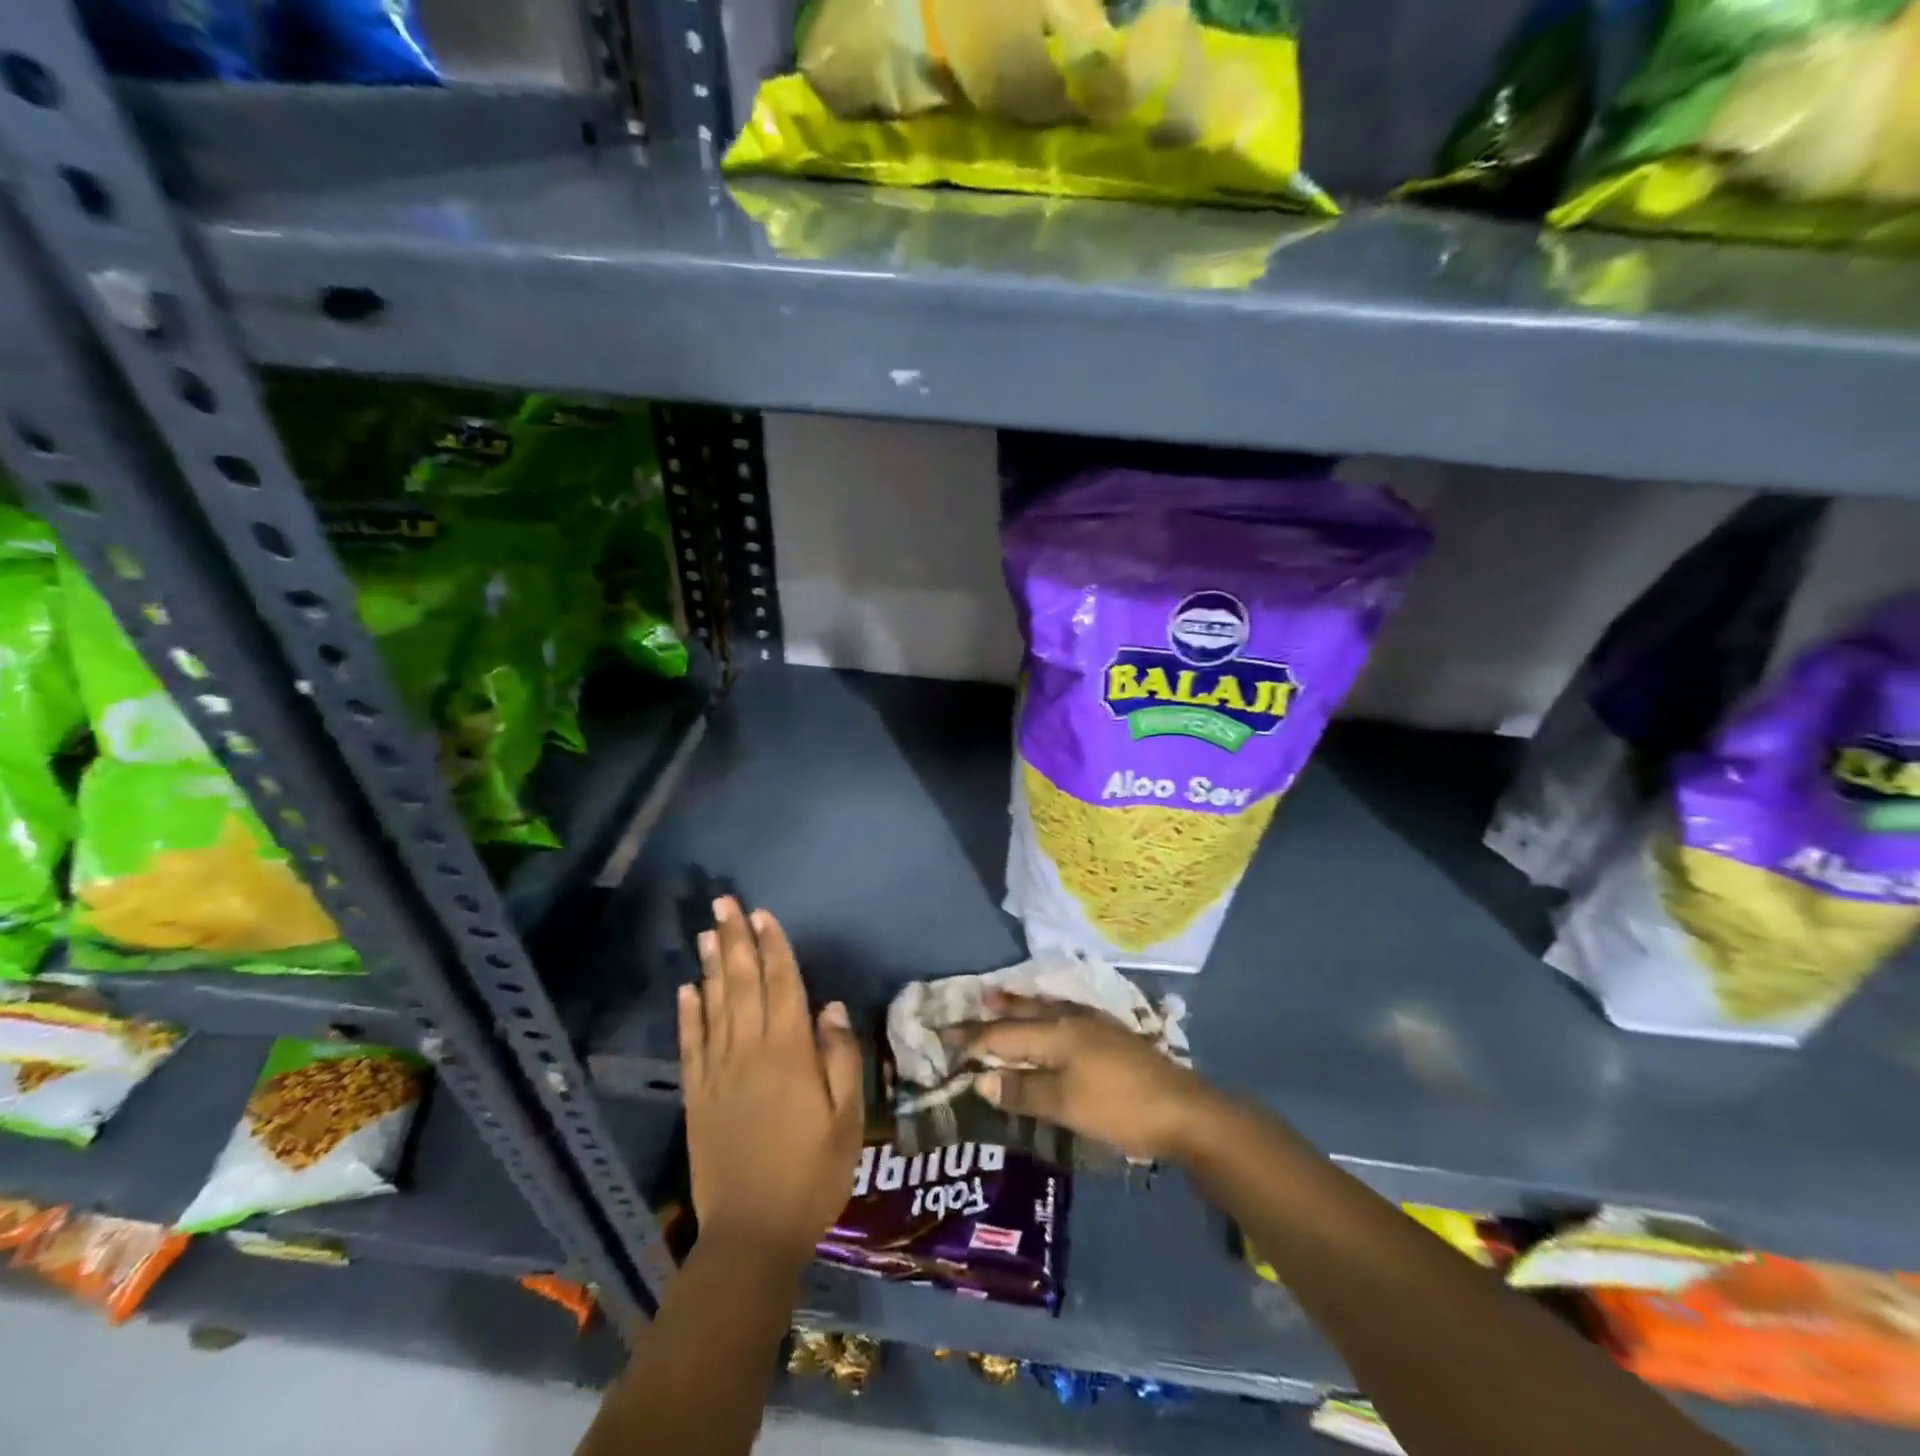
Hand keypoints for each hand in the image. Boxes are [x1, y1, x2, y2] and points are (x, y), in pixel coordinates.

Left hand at [679, 898, 863, 1269]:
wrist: (752, 1235)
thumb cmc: (811, 1174)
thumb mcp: (846, 1119)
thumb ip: (840, 1058)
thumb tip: (830, 1007)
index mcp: (789, 1053)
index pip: (782, 986)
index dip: (774, 947)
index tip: (763, 914)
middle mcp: (749, 1052)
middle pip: (742, 984)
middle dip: (735, 940)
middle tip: (724, 903)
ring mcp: (718, 1073)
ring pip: (714, 1006)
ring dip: (712, 966)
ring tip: (706, 932)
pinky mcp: (697, 1097)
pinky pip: (690, 1045)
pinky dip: (688, 1014)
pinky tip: (686, 989)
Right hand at [961, 992, 1215, 1161]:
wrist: (1183, 1109)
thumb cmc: (1119, 1108)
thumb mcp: (1066, 1104)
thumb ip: (1023, 1089)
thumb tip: (979, 1077)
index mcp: (1057, 1033)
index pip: (1003, 1034)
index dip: (972, 1039)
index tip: (943, 1038)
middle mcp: (1072, 1020)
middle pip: (1024, 1013)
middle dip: (994, 1012)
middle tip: (968, 1004)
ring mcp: (1094, 1025)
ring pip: (1045, 1009)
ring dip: (1019, 1006)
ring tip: (999, 998)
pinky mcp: (1110, 1035)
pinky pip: (1062, 1014)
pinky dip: (1043, 1013)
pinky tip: (1050, 1017)